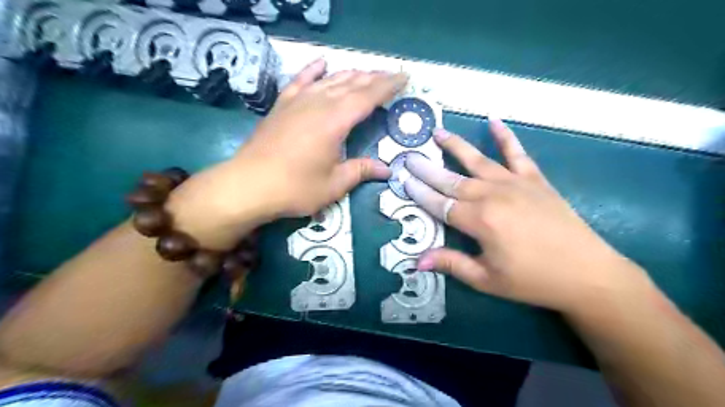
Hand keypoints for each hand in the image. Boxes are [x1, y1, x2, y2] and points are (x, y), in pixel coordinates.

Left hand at [169, 60, 406, 249]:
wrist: (248, 185)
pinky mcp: (282, 105)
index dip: (388, 85)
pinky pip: (300, 80)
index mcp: (335, 121)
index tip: (404, 77)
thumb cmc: (295, 188)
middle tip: (390, 76)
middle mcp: (318, 103)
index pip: (368, 96)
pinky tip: (322, 63)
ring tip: (366, 72)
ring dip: (350, 74)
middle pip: (351, 84)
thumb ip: (361, 171)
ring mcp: (297, 101)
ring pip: (329, 80)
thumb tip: (387, 170)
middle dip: (374, 78)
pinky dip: (313, 70)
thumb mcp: (334, 184)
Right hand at [405, 119, 648, 313]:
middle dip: (427, 168)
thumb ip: (451, 264)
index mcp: (479, 221)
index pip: (440, 203)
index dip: (420, 193)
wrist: (587, 272)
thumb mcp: (487, 279)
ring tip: (437, 132)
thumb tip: (416, 262)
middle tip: (409, 156)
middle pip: (452, 179)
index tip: (403, 180)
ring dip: (455, 145)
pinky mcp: (535, 180)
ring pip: (478, 160)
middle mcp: (492, 195)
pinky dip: (506, 136)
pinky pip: (517, 153)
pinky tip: (494, 120)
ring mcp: (515, 184)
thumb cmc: (533, 280)